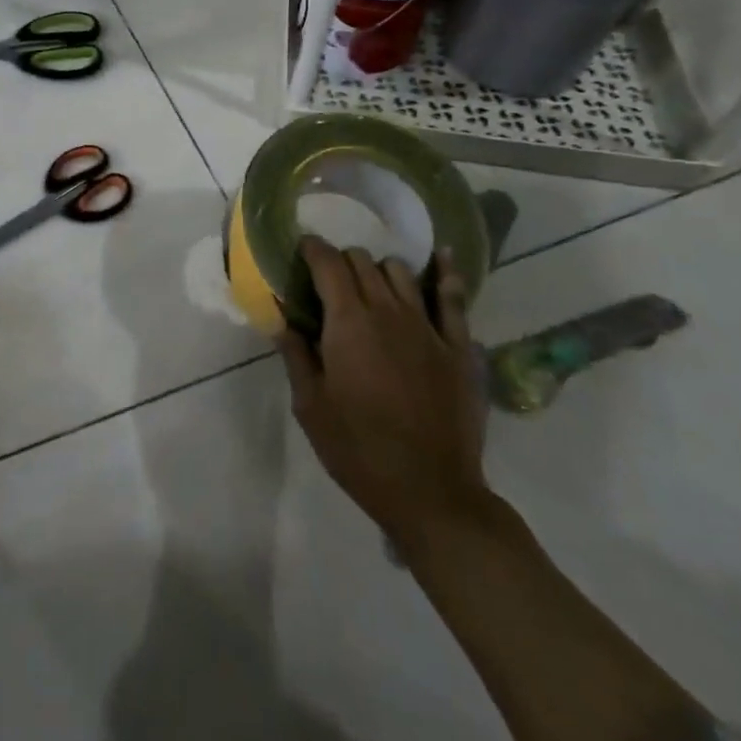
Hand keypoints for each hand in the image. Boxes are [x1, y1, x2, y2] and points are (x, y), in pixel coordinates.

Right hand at [278, 237, 488, 551]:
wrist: (431, 492)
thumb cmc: (358, 450)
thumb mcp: (311, 407)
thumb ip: (295, 355)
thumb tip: (281, 319)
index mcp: (348, 322)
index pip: (328, 264)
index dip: (313, 249)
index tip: (302, 248)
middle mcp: (388, 311)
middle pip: (363, 262)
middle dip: (342, 262)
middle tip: (330, 281)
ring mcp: (428, 327)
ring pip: (401, 273)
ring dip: (380, 270)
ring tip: (372, 286)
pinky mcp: (459, 347)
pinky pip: (454, 299)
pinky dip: (446, 274)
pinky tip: (442, 258)